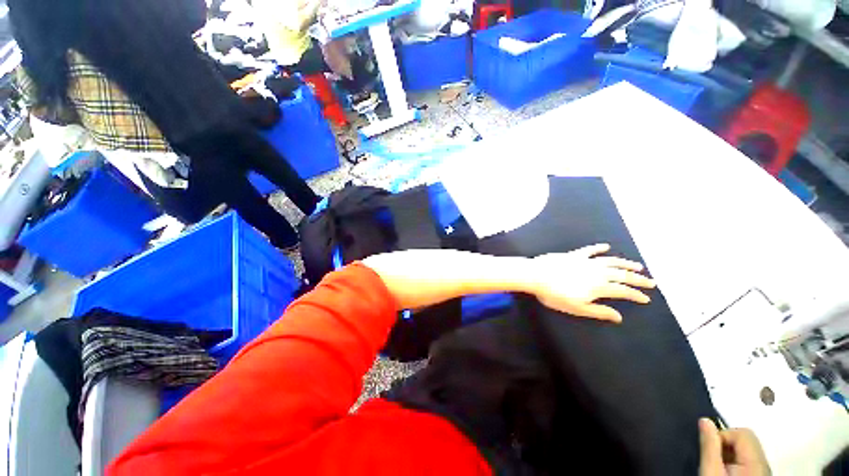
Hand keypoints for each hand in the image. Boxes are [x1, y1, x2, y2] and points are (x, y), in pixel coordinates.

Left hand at [528, 244, 654, 322]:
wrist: (536, 275)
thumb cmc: (555, 294)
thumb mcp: (577, 308)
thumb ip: (599, 311)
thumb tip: (619, 317)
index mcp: (599, 286)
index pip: (623, 291)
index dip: (636, 295)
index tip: (646, 298)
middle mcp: (597, 272)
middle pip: (622, 275)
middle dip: (638, 279)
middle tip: (651, 281)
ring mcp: (586, 261)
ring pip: (611, 261)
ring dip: (625, 263)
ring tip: (638, 266)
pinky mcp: (574, 254)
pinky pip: (590, 250)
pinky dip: (599, 248)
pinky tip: (606, 246)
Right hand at [699, 418, 770, 475]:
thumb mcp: (711, 470)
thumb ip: (709, 445)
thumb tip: (705, 421)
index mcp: (755, 461)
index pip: (742, 432)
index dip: (722, 435)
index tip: (710, 450)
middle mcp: (764, 464)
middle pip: (746, 440)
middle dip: (726, 445)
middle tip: (714, 459)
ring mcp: (763, 472)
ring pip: (747, 450)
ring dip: (730, 454)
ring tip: (719, 468)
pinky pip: (749, 461)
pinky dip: (736, 462)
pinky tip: (726, 473)